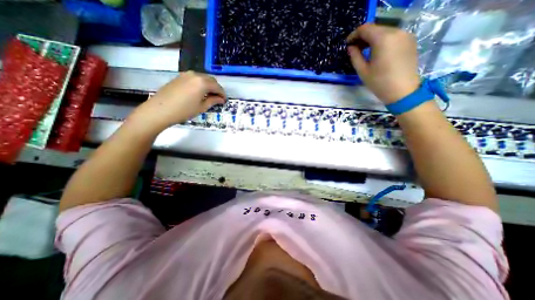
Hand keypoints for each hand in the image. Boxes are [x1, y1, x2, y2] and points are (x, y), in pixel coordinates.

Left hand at [129, 72, 224, 132]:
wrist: (159, 110)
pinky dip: (200, 84)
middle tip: (218, 98)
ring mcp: (186, 74)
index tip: (224, 101)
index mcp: (202, 82)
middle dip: (216, 88)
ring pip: (203, 78)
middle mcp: (195, 75)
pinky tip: (199, 92)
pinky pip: (194, 78)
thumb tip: (221, 99)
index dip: (222, 94)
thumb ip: (213, 101)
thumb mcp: (201, 107)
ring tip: (209, 96)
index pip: (217, 87)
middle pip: (211, 80)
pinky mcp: (179, 77)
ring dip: (209, 85)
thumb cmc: (184, 111)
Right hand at [348, 23, 422, 103]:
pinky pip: (393, 36)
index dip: (354, 35)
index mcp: (383, 39)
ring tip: (364, 51)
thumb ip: (355, 56)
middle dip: (363, 37)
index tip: (348, 44)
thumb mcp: (362, 71)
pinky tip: (377, 52)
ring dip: (372, 39)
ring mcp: (405, 35)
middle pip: (376, 28)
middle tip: (354, 49)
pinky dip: (382, 41)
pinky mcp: (410, 41)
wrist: (403, 91)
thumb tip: (351, 47)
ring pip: (384, 31)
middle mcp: (396, 32)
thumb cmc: (379, 83)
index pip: (365, 28)